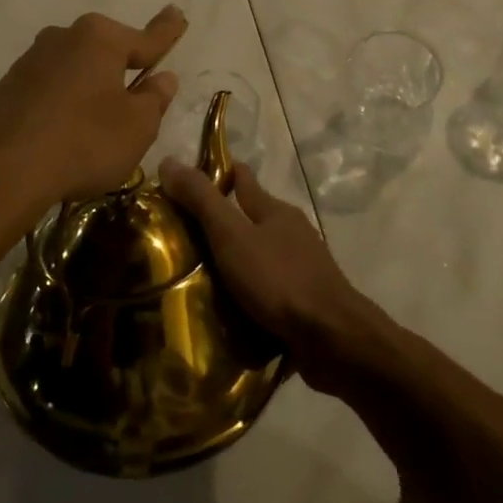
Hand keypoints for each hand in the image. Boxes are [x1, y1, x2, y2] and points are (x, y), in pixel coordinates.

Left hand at [0, 8, 186, 259]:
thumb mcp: (136, 127)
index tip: (177, 13)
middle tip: (136, 89)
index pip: (146, 37)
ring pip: (74, 70)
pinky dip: (61, 106)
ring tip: (95, 125)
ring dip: (88, 88)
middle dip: (121, 66)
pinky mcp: (6, 87)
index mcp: (101, 39)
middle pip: (105, 50)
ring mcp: (30, 61)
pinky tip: (61, 135)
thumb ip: (153, 99)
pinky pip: (48, 90)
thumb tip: (162, 78)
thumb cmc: (84, 141)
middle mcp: (64, 38)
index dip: (166, 31)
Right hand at [158, 158, 376, 393]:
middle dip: (220, 223)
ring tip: (195, 278)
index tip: (183, 182)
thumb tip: (168, 161)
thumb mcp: (232, 236)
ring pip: (260, 256)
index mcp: (275, 210)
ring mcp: (302, 269)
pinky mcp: (305, 304)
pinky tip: (226, 311)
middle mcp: (291, 233)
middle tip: (179, 237)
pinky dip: (248, 295)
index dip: (216, 173)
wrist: (334, 341)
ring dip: (234, 262)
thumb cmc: (279, 280)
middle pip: (250, 218)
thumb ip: (202, 200)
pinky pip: (268, 291)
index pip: (242, 178)